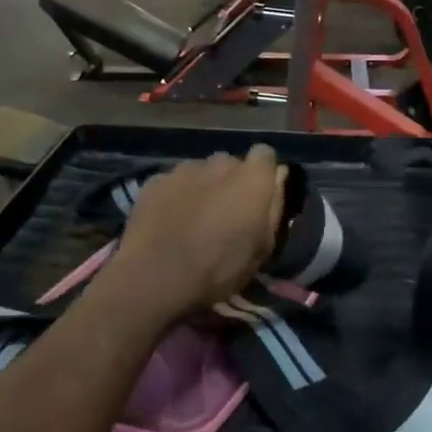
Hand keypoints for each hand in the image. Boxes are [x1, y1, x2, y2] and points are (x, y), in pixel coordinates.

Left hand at [103, 146, 287, 321]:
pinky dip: (175, 196)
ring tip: (193, 219)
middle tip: (224, 213)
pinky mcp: (155, 180)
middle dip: (231, 181)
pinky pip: (173, 182)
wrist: (153, 277)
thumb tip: (278, 180)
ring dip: (202, 187)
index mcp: (252, 179)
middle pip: (231, 163)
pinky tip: (168, 222)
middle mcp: (220, 164)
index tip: (259, 196)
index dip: (263, 173)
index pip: (265, 154)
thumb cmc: (218, 269)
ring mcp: (184, 169)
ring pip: (200, 171)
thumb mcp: (262, 250)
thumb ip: (274, 208)